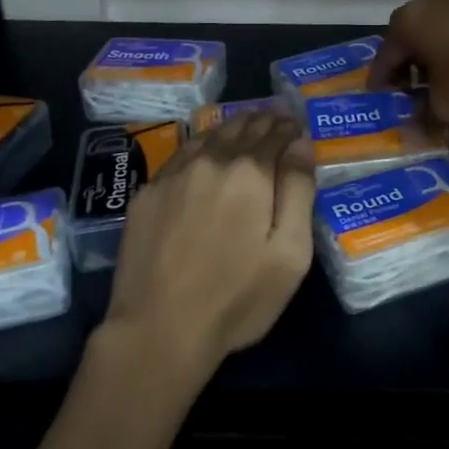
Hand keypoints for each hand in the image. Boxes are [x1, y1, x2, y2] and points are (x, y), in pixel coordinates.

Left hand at [102, 113, 314, 388]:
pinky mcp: (147, 193)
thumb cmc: (237, 298)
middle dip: (263, 121)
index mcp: (250, 172)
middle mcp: (211, 160)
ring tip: (245, 125)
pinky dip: (202, 145)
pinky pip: (182, 154)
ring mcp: (174, 174)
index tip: (298, 124)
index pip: (275, 134)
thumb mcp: (290, 253)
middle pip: (242, 128)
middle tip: (275, 117)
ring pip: (210, 135)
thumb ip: (299, 191)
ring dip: (232, 128)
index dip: (289, 127)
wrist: (157, 331)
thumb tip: (301, 144)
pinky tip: (206, 151)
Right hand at [369, 0, 448, 122]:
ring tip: (445, 88)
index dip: (381, 84)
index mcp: (408, 22)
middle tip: (411, 98)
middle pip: (411, 42)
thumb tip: (412, 134)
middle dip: (410, 70)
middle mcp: (430, 3)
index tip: (381, 105)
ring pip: (440, 35)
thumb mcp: (448, 105)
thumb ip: (424, 118)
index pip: (384, 58)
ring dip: (438, 60)